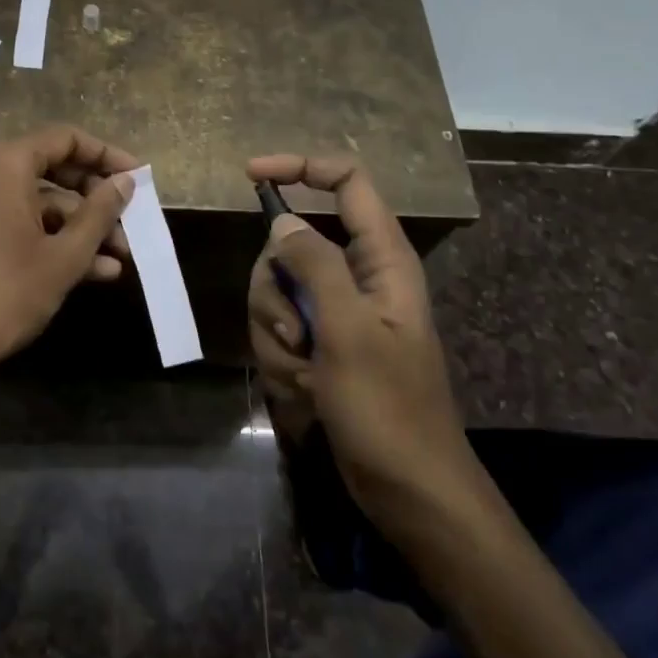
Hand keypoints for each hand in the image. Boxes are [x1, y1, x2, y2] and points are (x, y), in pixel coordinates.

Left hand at [0, 125, 138, 388]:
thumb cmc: (6, 294)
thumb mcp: (65, 256)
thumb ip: (100, 212)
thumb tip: (125, 182)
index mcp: (3, 163)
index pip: (65, 139)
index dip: (106, 156)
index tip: (137, 177)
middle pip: (49, 168)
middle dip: (93, 200)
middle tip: (128, 222)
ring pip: (32, 200)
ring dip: (75, 227)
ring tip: (117, 258)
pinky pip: (10, 218)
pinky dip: (44, 236)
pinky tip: (88, 270)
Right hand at [246, 154, 475, 527]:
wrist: (407, 489)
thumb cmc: (388, 408)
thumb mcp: (348, 332)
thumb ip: (315, 266)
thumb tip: (283, 222)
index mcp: (381, 259)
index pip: (346, 182)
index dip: (301, 167)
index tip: (250, 176)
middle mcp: (357, 276)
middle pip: (290, 244)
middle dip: (275, 289)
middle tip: (296, 331)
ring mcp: (335, 312)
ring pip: (276, 290)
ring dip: (276, 332)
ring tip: (306, 371)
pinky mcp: (320, 343)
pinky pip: (279, 328)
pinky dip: (282, 357)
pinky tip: (306, 390)